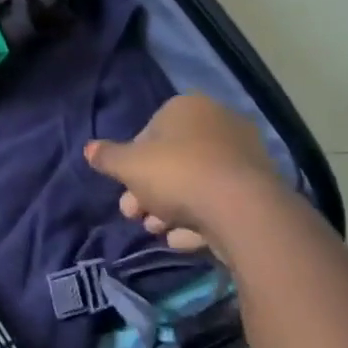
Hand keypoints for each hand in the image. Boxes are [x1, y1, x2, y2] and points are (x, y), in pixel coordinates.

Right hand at [84, 93, 277, 255]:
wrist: (240, 209)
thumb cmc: (177, 173)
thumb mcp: (128, 165)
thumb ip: (107, 157)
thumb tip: (89, 149)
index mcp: (188, 108)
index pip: (150, 131)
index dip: (132, 162)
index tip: (123, 186)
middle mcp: (219, 123)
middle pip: (172, 160)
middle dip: (148, 191)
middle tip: (133, 215)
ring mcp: (242, 156)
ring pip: (194, 183)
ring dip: (169, 209)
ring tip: (157, 231)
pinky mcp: (257, 189)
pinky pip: (217, 201)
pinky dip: (198, 218)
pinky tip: (183, 239)